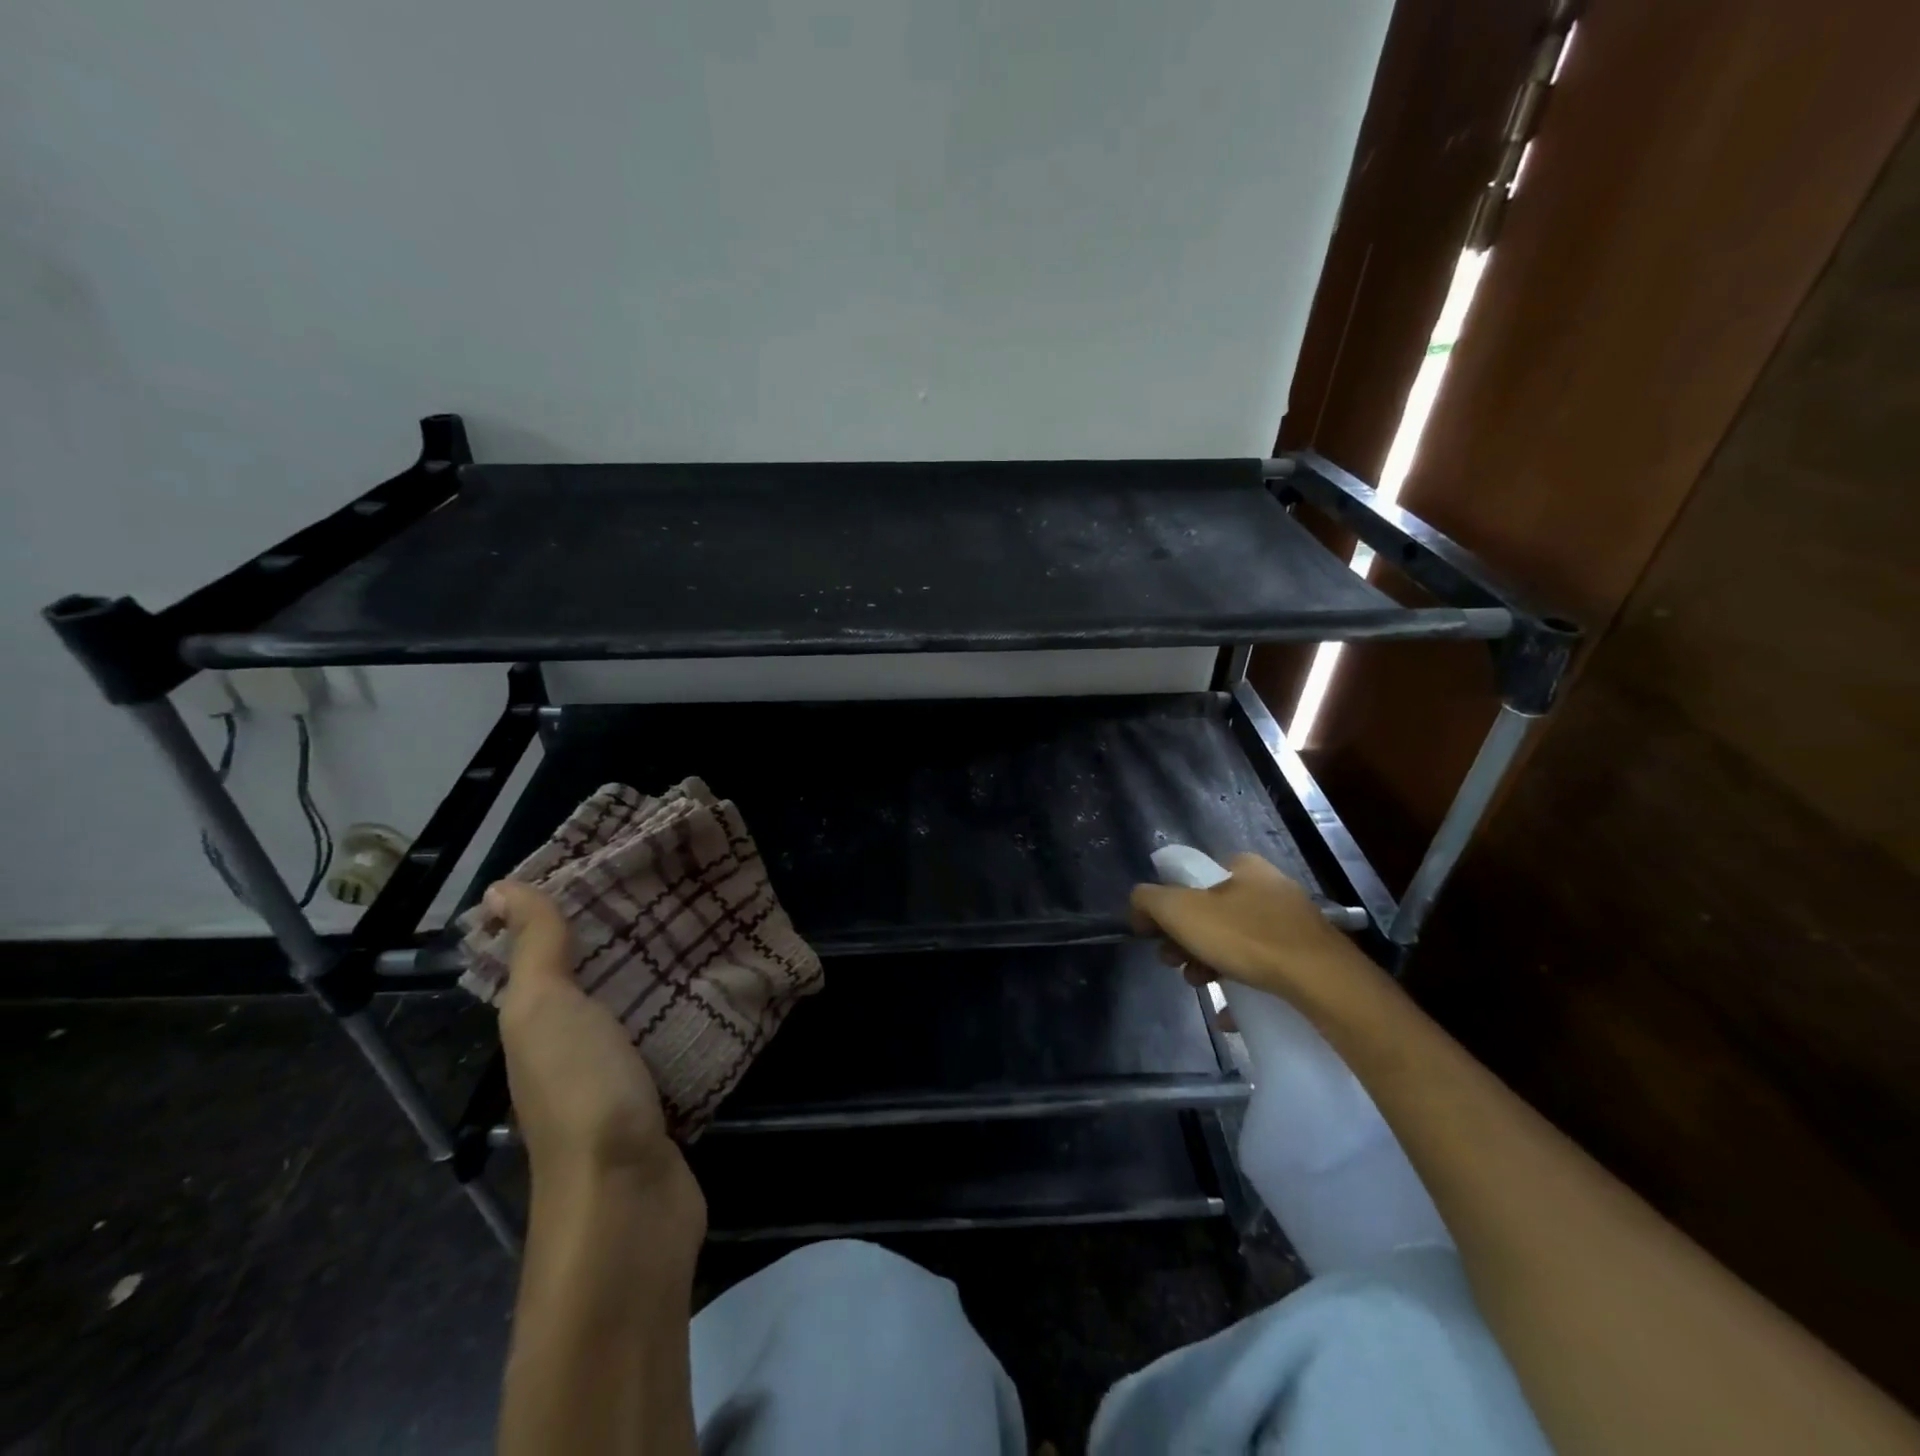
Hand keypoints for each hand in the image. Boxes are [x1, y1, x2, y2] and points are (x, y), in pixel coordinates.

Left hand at [486, 882, 704, 1237]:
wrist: (628, 1200)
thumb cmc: (583, 1092)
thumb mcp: (546, 1010)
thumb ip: (536, 951)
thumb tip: (500, 889)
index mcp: (540, 1027)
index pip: (550, 956)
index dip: (573, 910)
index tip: (619, 864)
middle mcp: (575, 1050)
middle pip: (601, 980)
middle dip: (632, 936)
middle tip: (680, 885)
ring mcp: (623, 1078)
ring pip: (642, 1009)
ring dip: (667, 973)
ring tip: (711, 923)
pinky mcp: (667, 1098)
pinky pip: (678, 1039)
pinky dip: (695, 1012)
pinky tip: (726, 985)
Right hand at [1129, 852, 1364, 1006]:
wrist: (1322, 982)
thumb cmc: (1246, 937)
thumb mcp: (1180, 911)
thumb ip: (1148, 900)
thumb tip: (1139, 906)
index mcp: (1243, 867)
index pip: (1194, 878)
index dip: (1170, 905)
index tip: (1159, 935)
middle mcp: (1270, 887)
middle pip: (1212, 913)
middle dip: (1186, 939)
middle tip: (1175, 963)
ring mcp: (1292, 923)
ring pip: (1236, 941)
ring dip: (1209, 963)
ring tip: (1202, 986)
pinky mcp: (1307, 957)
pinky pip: (1263, 968)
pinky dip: (1242, 985)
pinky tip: (1230, 1012)